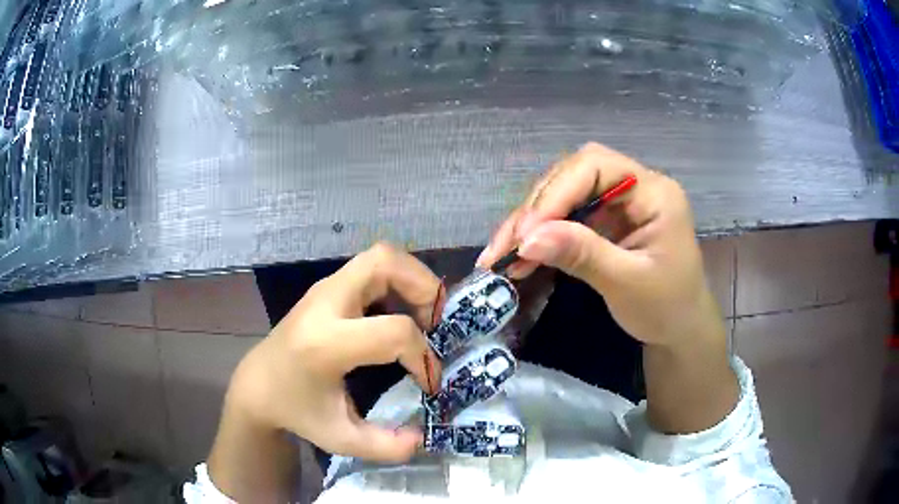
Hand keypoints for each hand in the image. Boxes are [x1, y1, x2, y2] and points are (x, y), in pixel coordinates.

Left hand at [223, 243, 442, 462]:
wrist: (258, 384)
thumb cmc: (298, 411)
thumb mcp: (340, 439)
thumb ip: (384, 446)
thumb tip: (424, 437)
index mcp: (326, 344)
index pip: (393, 331)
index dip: (422, 355)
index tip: (426, 382)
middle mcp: (326, 304)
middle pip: (384, 263)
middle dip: (424, 286)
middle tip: (436, 322)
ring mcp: (325, 289)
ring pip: (380, 255)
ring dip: (412, 279)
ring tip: (423, 316)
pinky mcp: (327, 287)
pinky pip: (371, 267)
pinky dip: (397, 281)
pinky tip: (399, 314)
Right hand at [477, 142, 718, 348]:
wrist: (679, 330)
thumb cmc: (667, 307)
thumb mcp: (628, 283)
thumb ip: (583, 254)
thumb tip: (527, 239)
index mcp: (654, 192)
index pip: (595, 167)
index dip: (556, 193)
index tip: (526, 234)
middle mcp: (634, 187)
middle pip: (574, 175)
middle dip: (538, 207)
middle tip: (508, 244)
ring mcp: (618, 204)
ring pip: (564, 195)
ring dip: (531, 223)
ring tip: (500, 253)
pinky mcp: (605, 222)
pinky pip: (565, 219)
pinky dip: (540, 237)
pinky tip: (519, 258)